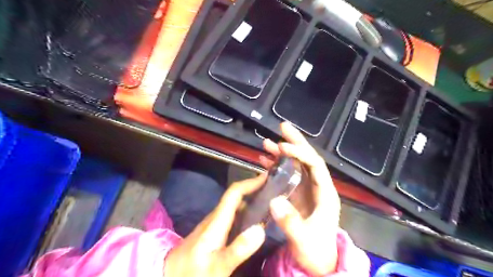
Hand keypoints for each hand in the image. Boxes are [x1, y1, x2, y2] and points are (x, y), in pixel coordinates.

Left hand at [163, 174, 267, 275]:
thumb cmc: (193, 273)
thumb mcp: (218, 267)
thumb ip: (239, 249)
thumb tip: (260, 229)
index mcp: (217, 221)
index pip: (234, 193)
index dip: (250, 183)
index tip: (266, 178)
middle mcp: (216, 217)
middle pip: (235, 196)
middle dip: (254, 189)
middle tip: (273, 190)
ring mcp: (214, 223)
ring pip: (234, 205)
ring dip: (251, 199)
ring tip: (269, 201)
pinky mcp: (214, 230)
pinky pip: (233, 214)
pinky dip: (246, 210)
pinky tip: (255, 219)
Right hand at [264, 123, 341, 275]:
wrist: (317, 263)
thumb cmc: (316, 253)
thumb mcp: (304, 240)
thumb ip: (291, 222)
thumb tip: (274, 200)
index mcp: (325, 193)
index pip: (315, 165)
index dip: (300, 152)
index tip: (282, 146)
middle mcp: (317, 187)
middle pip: (308, 158)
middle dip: (295, 142)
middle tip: (283, 127)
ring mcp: (306, 190)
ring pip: (295, 165)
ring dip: (282, 153)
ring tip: (267, 143)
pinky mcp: (296, 195)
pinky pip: (286, 175)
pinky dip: (276, 166)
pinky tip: (264, 161)